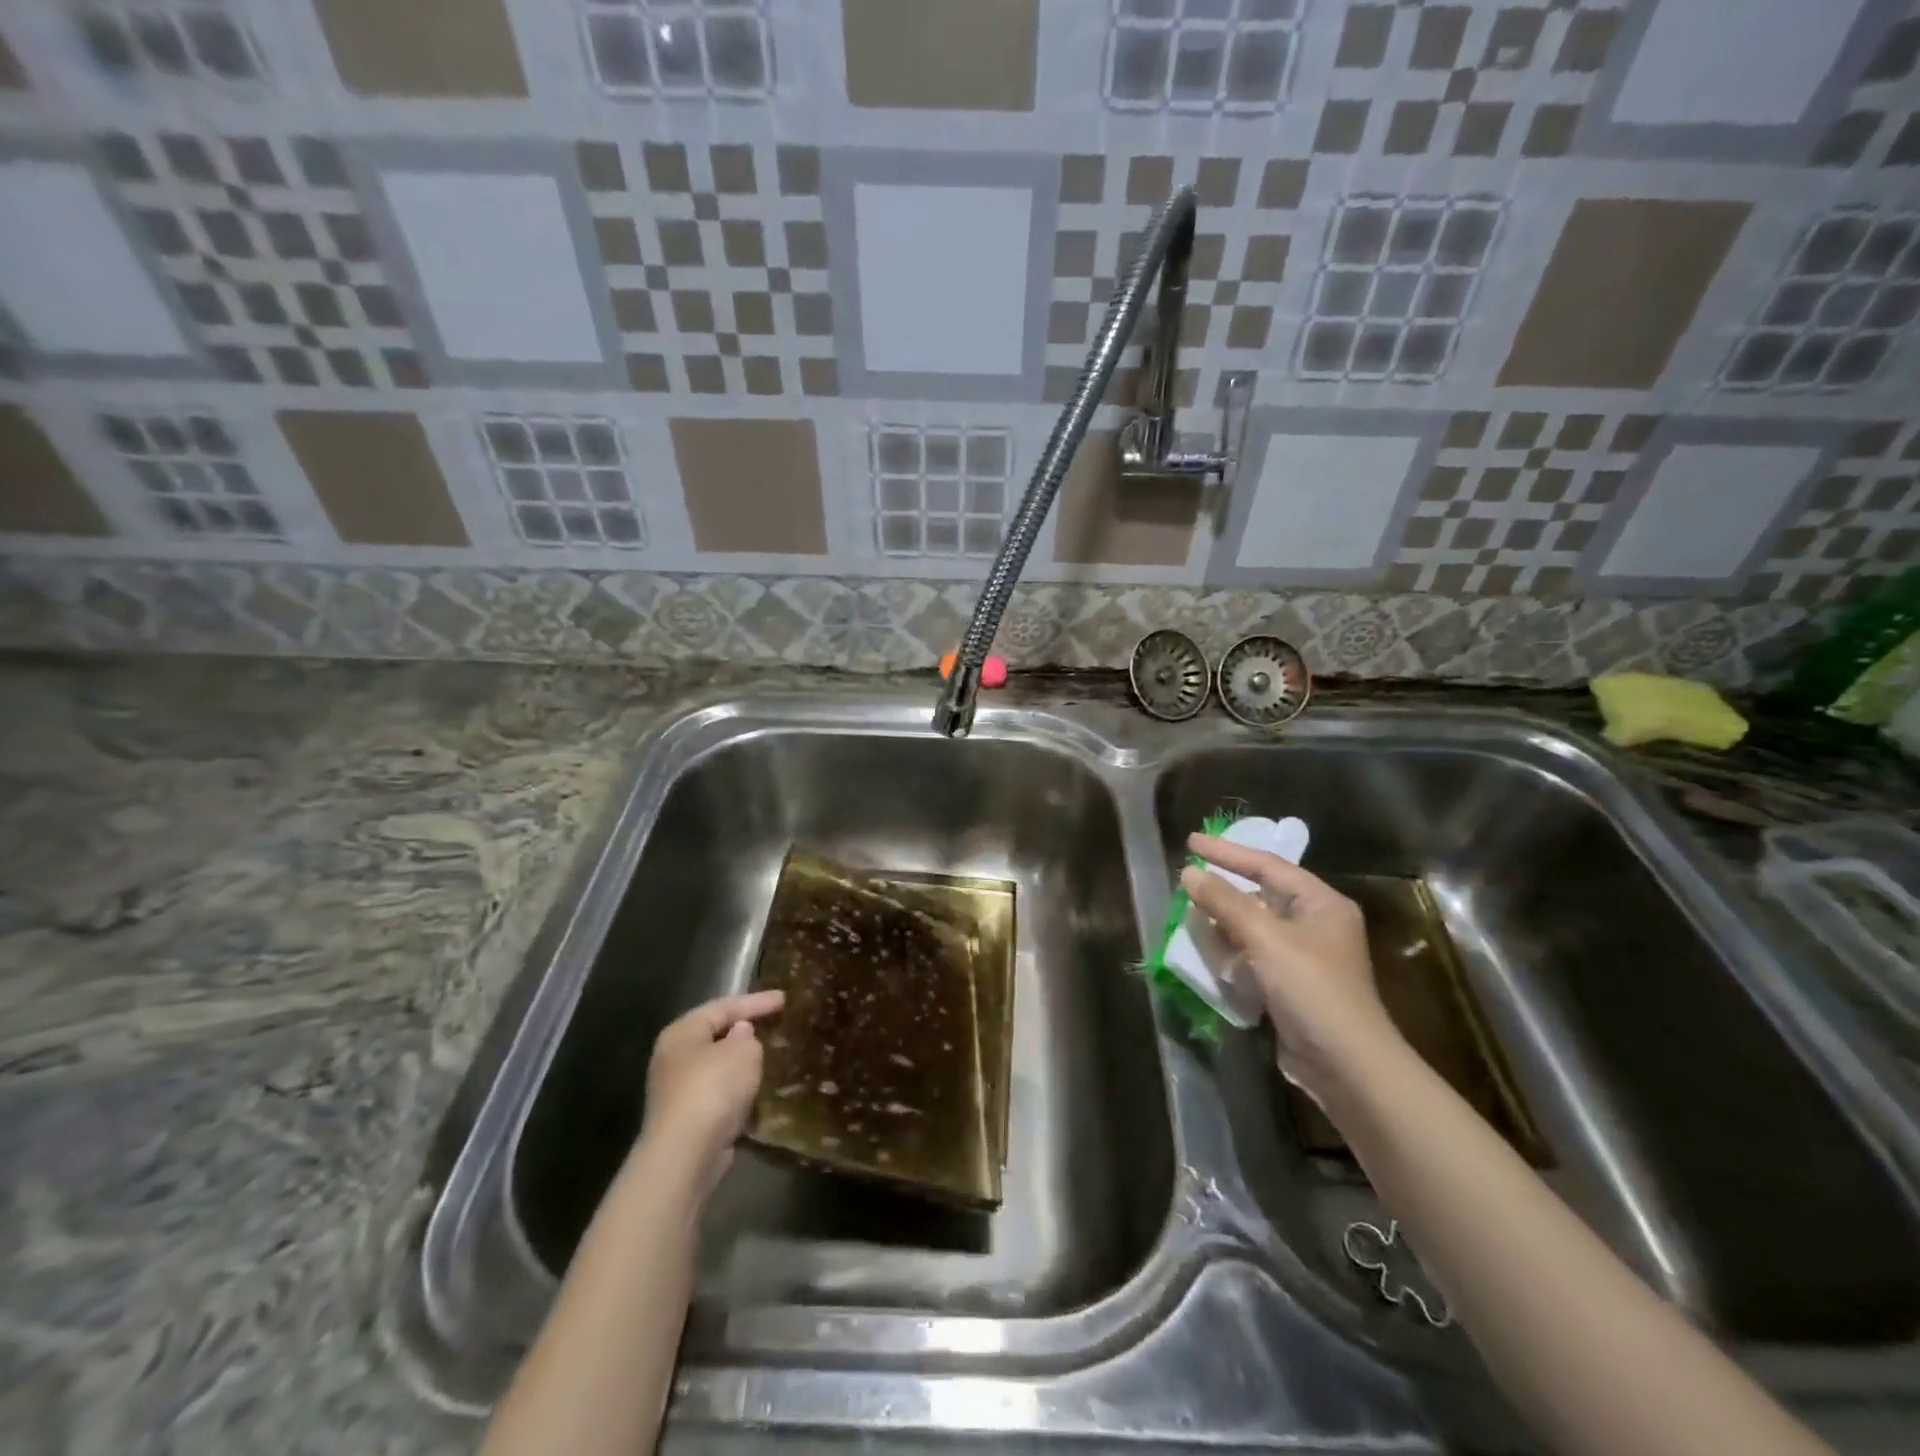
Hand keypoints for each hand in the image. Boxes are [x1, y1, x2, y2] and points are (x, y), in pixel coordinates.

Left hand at [641, 990, 784, 1192]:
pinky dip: (735, 1089)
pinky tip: (754, 1091)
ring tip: (769, 1056)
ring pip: (715, 1066)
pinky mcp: (685, 1119)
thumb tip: (740, 1034)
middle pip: (715, 1034)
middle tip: (773, 1023)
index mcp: (682, 1032)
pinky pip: (717, 1093)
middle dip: (744, 1030)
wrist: (684, 1155)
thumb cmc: (713, 1089)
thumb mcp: (743, 1052)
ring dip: (739, 1062)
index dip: (756, 1001)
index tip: (784, 998)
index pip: (724, 1006)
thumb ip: (748, 1036)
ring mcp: (676, 1090)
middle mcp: (673, 1057)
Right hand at [1181, 834, 1398, 1099]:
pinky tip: (1208, 952)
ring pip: (1255, 927)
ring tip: (1190, 913)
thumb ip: (1225, 902)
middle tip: (1188, 878)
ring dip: (1224, 921)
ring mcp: (1304, 958)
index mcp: (1321, 904)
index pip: (1268, 866)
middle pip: (1262, 895)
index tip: (1191, 842)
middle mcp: (1316, 925)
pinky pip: (1254, 956)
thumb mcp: (1266, 939)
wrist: (1347, 1067)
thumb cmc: (1312, 990)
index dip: (1228, 852)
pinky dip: (1231, 951)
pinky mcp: (1291, 987)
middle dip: (1224, 888)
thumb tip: (1189, 872)